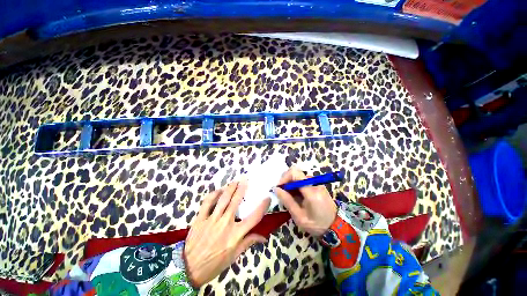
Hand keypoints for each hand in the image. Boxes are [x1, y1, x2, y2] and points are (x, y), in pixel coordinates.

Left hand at [184, 181, 269, 286]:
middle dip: (242, 188)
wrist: (189, 269)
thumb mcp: (234, 256)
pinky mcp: (200, 218)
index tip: (267, 198)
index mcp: (235, 235)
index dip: (262, 207)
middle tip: (245, 179)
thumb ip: (248, 243)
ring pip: (223, 199)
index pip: (254, 218)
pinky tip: (218, 191)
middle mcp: (225, 224)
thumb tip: (263, 237)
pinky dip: (213, 194)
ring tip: (234, 181)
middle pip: (236, 202)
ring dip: (230, 188)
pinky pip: (207, 202)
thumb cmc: (215, 264)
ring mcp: (212, 220)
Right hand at [275, 167, 336, 236]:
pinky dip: (296, 186)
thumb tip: (276, 189)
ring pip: (298, 176)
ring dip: (291, 184)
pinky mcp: (317, 184)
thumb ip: (287, 201)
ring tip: (289, 196)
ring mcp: (317, 182)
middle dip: (286, 181)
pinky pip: (303, 180)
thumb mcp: (299, 216)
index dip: (284, 177)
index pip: (295, 173)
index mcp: (311, 191)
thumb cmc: (317, 225)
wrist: (336, 227)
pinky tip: (296, 196)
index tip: (279, 187)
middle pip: (296, 173)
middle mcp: (315, 183)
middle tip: (282, 192)